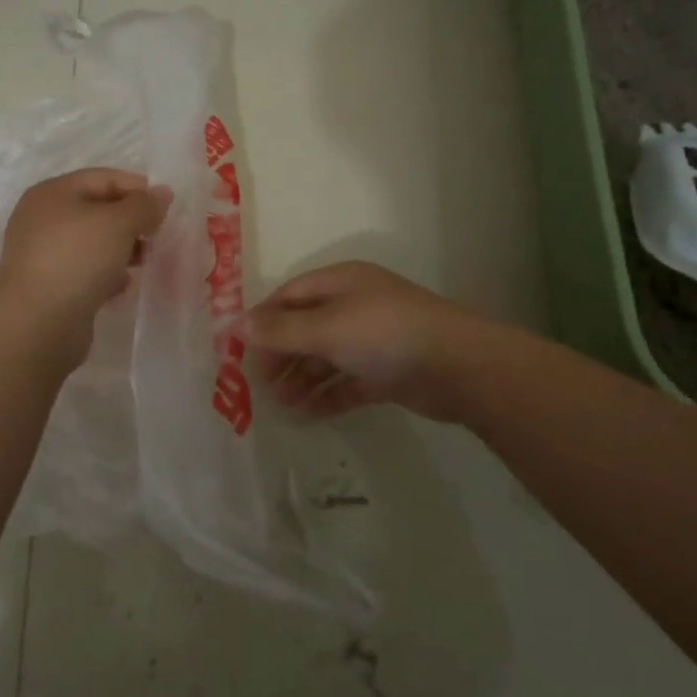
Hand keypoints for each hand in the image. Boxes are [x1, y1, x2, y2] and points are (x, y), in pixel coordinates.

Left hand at [0, 169, 172, 327]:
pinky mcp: (50, 286)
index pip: (103, 178)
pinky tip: (123, 285)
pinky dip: (107, 274)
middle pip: (97, 210)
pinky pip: (86, 271)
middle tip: (157, 235)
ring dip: (122, 249)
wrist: (37, 323)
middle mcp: (43, 219)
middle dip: (131, 221)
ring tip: (146, 261)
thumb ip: (144, 205)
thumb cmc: (77, 258)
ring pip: (93, 243)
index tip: (166, 207)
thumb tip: (162, 193)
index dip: (137, 188)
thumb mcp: (118, 222)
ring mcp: (44, 254)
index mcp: (53, 193)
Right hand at [244, 261, 476, 418]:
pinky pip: (348, 381)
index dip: (263, 319)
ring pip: (326, 357)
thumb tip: (236, 324)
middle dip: (281, 354)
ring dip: (302, 379)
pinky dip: (328, 395)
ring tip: (281, 405)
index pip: (290, 296)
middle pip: (306, 327)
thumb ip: (281, 330)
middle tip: (258, 384)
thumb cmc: (385, 334)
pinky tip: (308, 414)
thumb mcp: (326, 328)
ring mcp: (373, 339)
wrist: (460, 366)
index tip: (239, 348)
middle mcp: (355, 306)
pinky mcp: (388, 371)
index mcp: (340, 283)